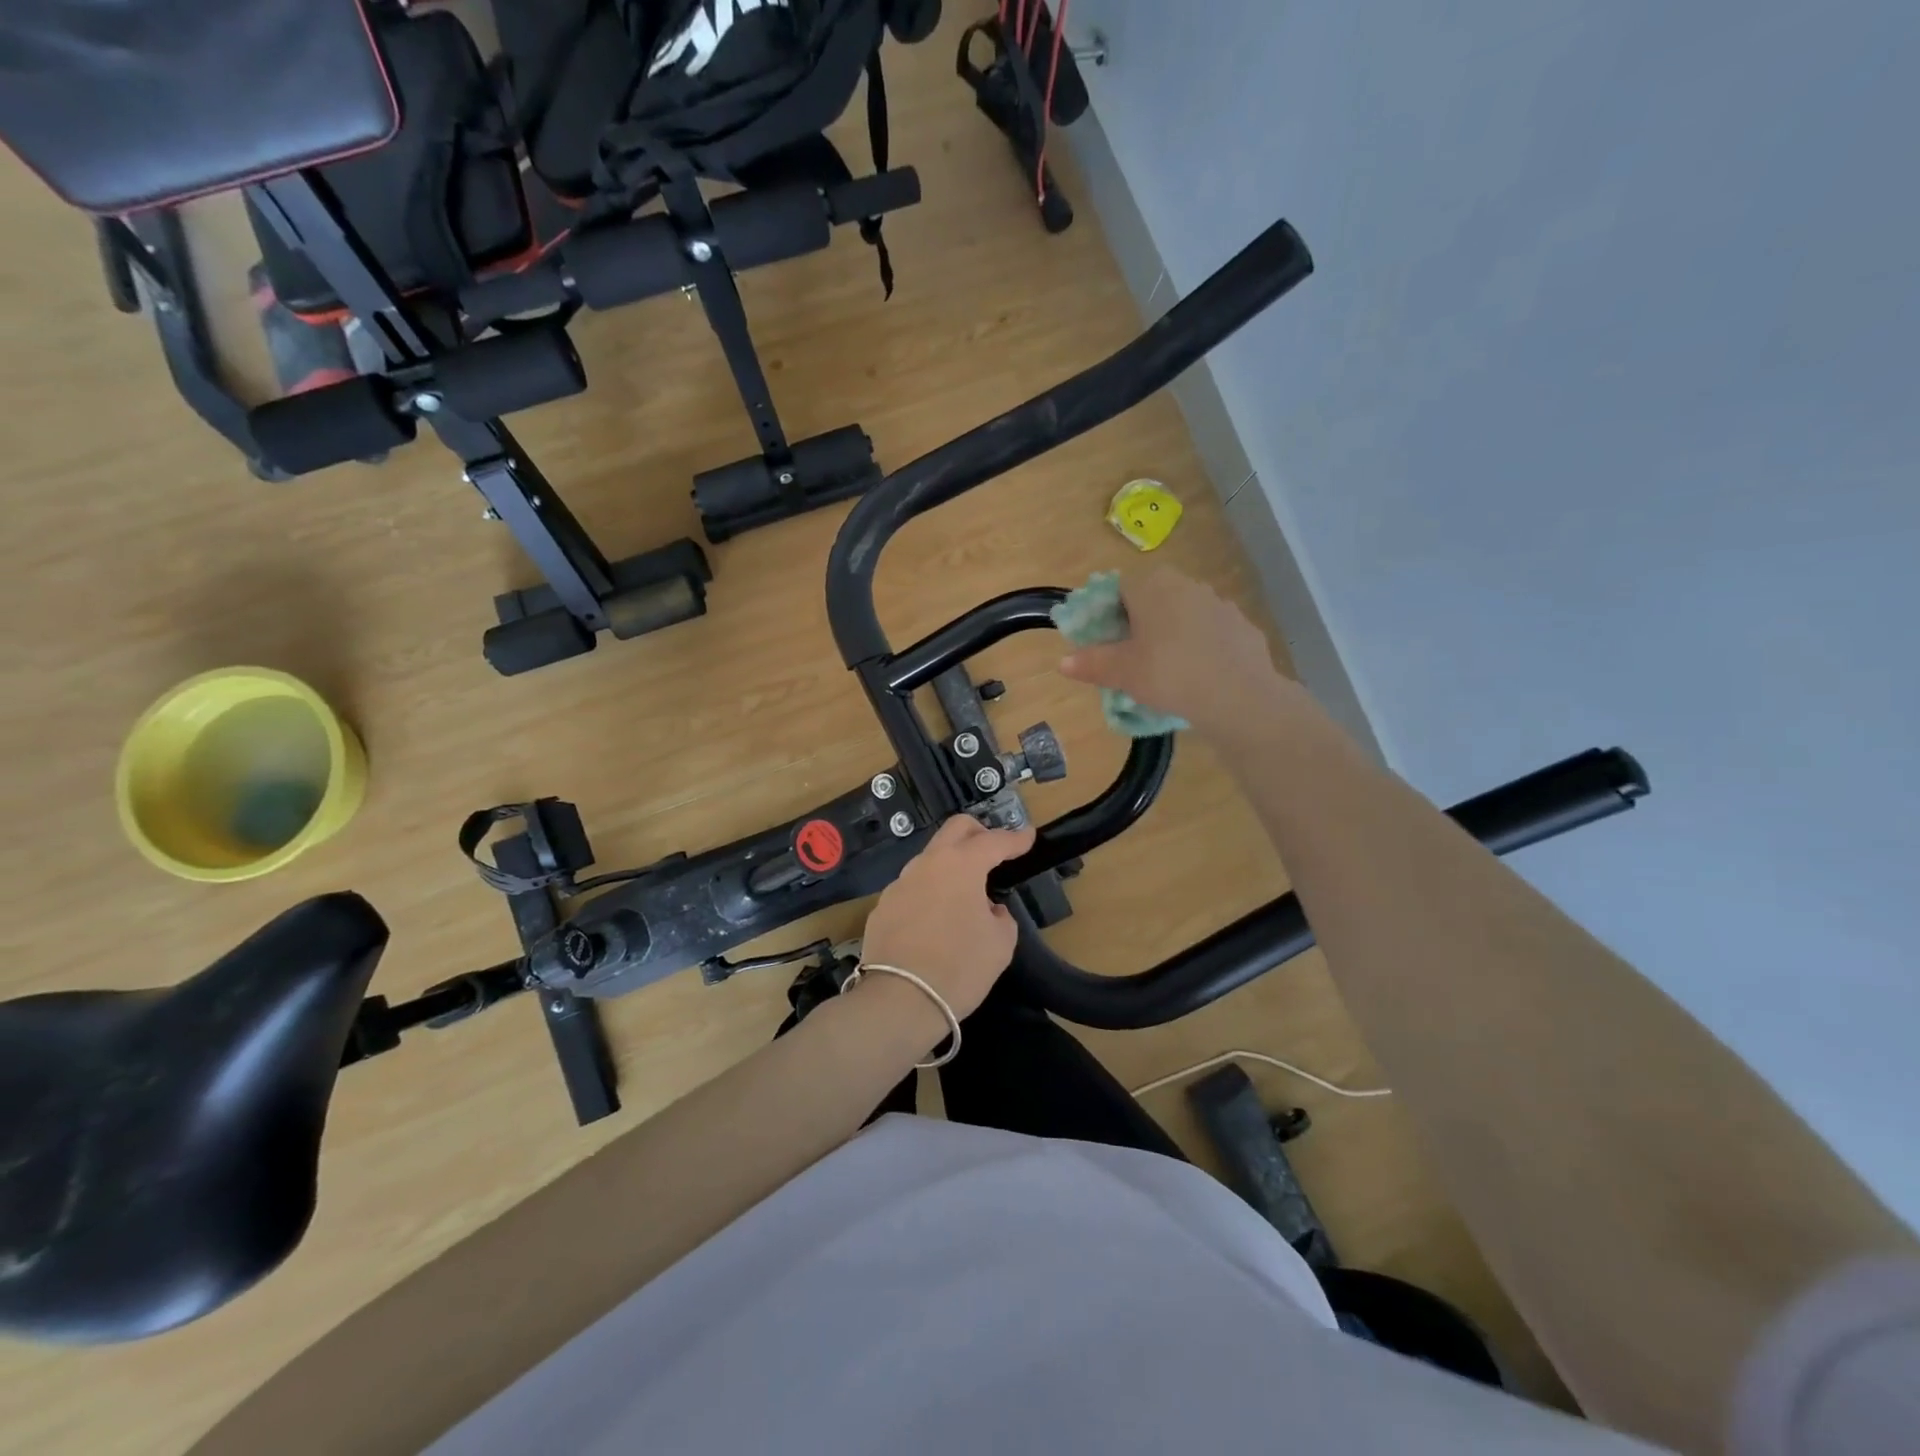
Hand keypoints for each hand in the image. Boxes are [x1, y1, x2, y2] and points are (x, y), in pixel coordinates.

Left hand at [858, 815, 1036, 1023]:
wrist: (900, 1000)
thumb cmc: (959, 968)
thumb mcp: (1000, 944)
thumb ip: (1000, 916)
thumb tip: (989, 910)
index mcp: (961, 865)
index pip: (994, 841)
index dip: (1015, 839)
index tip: (1028, 836)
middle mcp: (927, 864)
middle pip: (955, 829)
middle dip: (979, 832)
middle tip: (994, 850)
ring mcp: (900, 883)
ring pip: (930, 858)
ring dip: (951, 865)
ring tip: (965, 893)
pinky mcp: (883, 906)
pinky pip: (913, 888)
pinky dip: (930, 893)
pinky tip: (936, 920)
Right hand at [1059, 568, 1301, 736]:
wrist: (1239, 695)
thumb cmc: (1169, 674)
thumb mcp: (1122, 673)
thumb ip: (1091, 663)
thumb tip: (1063, 662)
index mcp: (1151, 586)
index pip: (1119, 587)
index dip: (1108, 613)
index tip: (1106, 640)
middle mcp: (1185, 584)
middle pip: (1153, 597)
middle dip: (1140, 621)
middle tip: (1132, 655)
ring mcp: (1218, 602)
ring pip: (1183, 613)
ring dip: (1172, 632)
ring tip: (1166, 667)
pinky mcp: (1242, 624)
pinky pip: (1210, 631)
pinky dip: (1200, 646)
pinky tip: (1198, 673)